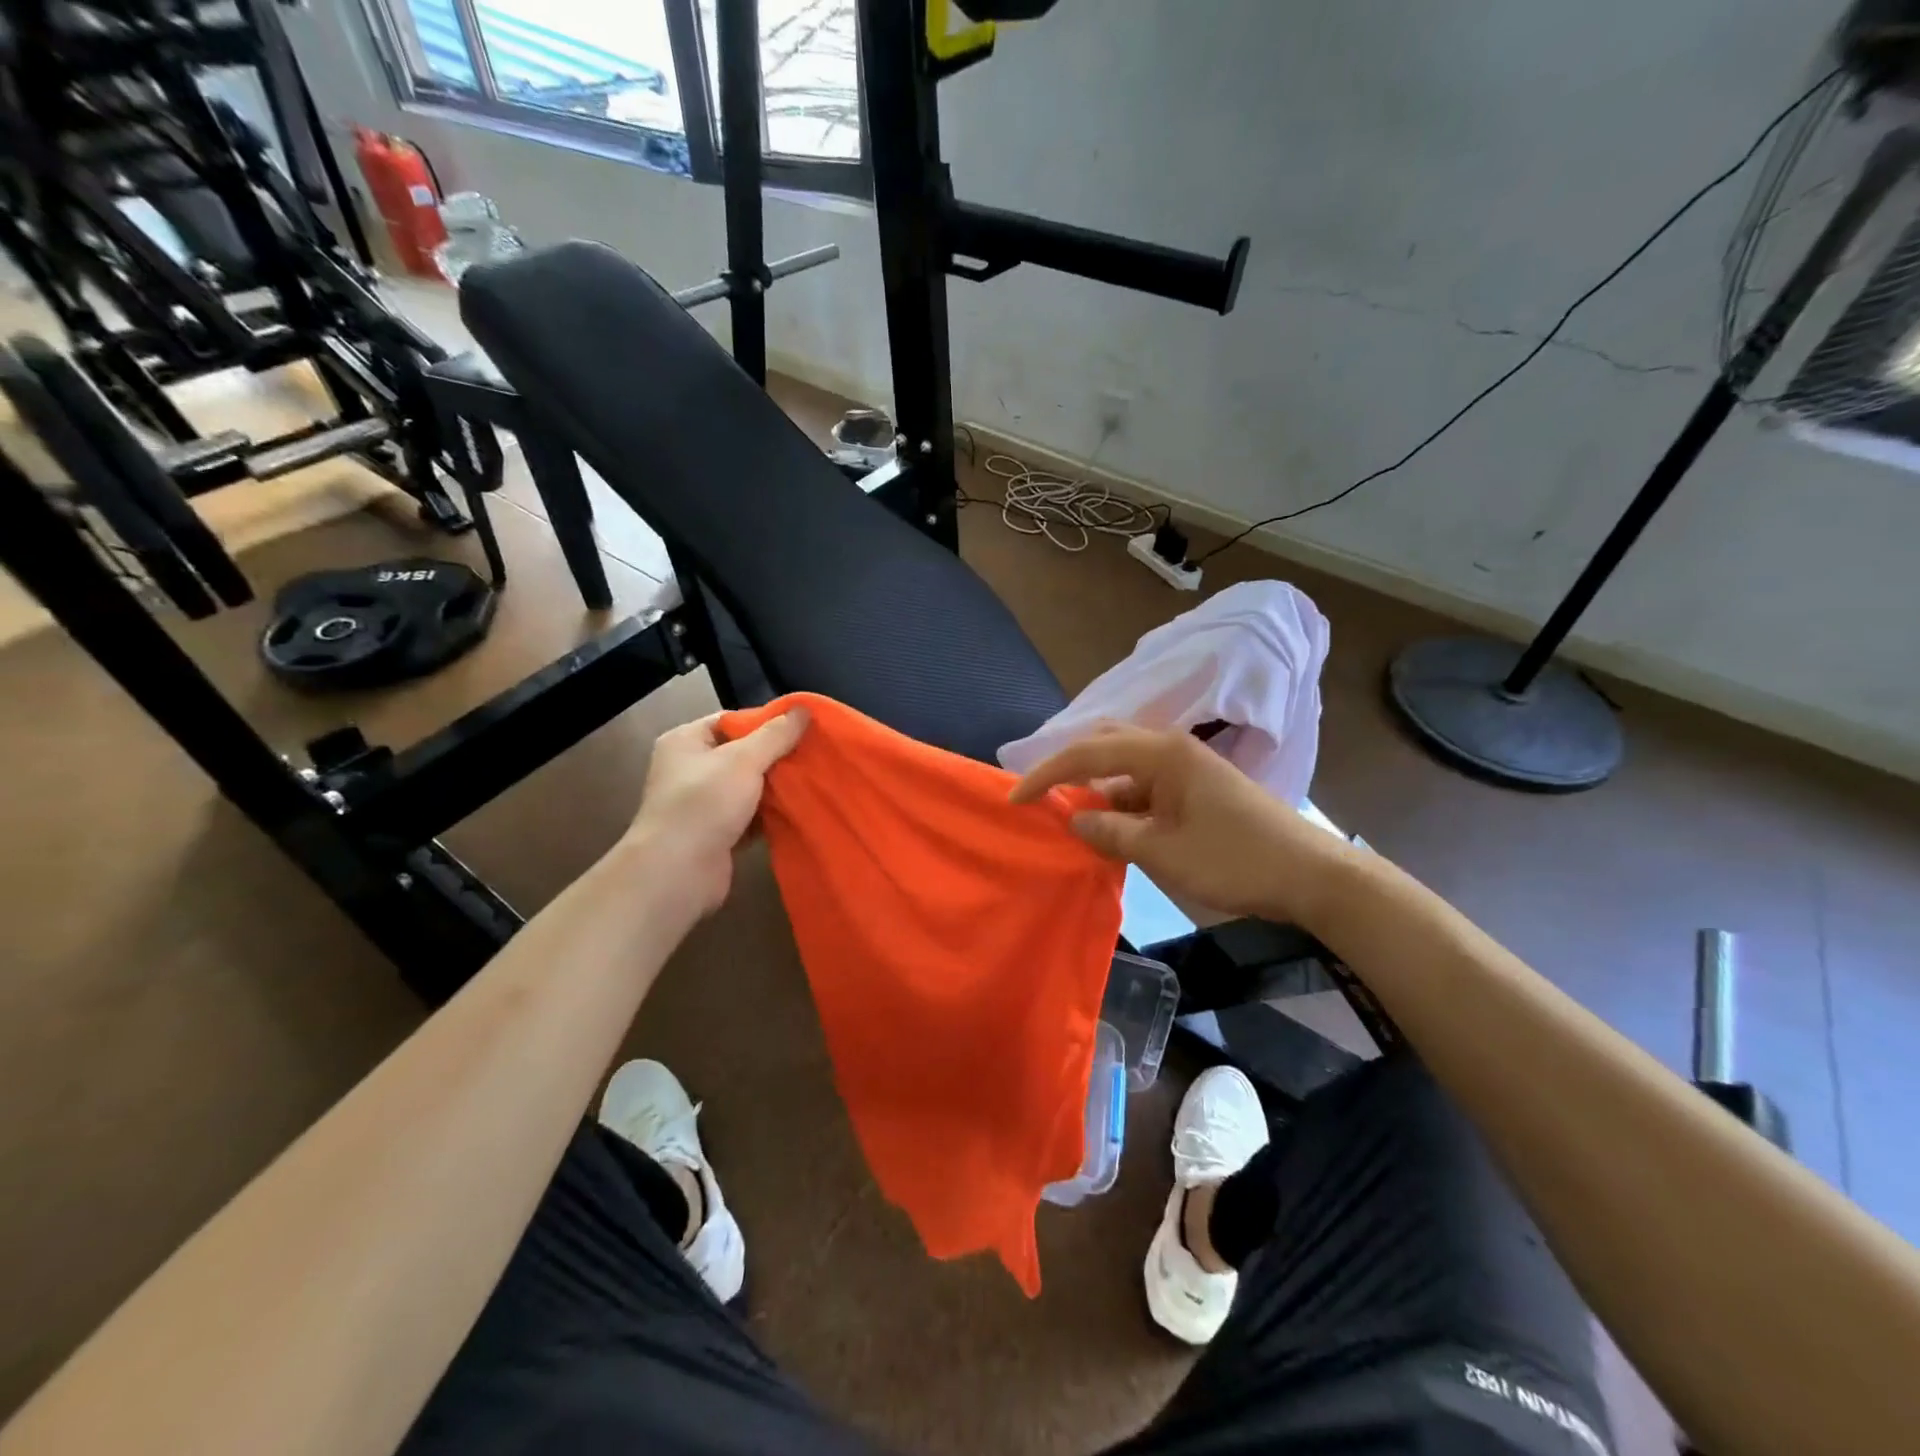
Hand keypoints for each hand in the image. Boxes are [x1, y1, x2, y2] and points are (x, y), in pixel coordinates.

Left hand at [628, 708, 808, 914]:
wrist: (677, 873)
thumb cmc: (704, 803)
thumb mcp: (744, 759)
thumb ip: (776, 734)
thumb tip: (804, 709)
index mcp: (686, 742)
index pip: (731, 721)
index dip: (766, 722)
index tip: (801, 727)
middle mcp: (690, 770)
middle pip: (742, 754)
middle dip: (776, 756)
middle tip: (814, 753)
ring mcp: (702, 805)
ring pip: (748, 788)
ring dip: (776, 788)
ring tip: (813, 780)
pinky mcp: (716, 835)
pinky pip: (750, 817)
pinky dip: (770, 815)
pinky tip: (799, 810)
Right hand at [1009, 724, 1345, 924]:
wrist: (1310, 875)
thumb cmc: (1235, 860)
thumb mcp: (1163, 852)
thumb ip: (1111, 832)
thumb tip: (1075, 819)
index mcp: (1161, 753)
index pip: (1087, 754)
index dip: (1046, 774)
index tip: (1015, 799)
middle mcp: (1171, 748)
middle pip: (1104, 745)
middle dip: (1069, 768)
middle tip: (1039, 795)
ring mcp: (1186, 767)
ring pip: (1124, 767)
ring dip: (1096, 789)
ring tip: (1069, 819)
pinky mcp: (1196, 787)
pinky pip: (1145, 786)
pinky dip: (1121, 803)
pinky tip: (1110, 829)